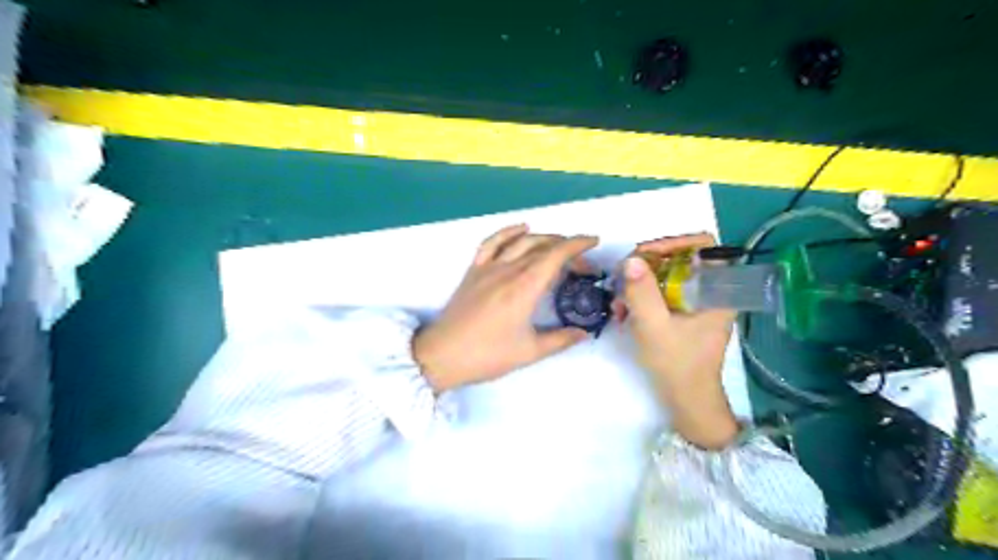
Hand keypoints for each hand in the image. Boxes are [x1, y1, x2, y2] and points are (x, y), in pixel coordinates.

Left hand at [415, 224, 600, 393]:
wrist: (442, 355)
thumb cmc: (487, 355)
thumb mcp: (529, 352)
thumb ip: (560, 339)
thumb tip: (584, 333)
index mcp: (524, 288)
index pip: (556, 255)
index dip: (577, 245)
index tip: (594, 241)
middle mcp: (508, 270)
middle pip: (542, 247)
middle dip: (566, 248)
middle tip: (582, 265)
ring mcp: (488, 267)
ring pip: (520, 241)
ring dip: (544, 238)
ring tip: (559, 245)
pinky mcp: (473, 271)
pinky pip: (492, 243)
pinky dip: (509, 232)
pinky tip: (521, 229)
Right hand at [618, 232, 738, 450]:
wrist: (686, 400)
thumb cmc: (677, 365)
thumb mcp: (653, 327)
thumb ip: (642, 292)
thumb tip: (631, 259)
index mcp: (718, 290)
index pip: (704, 245)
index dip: (674, 242)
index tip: (644, 254)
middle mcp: (711, 290)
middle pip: (680, 258)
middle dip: (647, 265)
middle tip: (623, 276)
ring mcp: (697, 302)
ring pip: (667, 275)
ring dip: (640, 283)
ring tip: (619, 302)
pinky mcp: (684, 313)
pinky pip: (662, 292)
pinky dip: (642, 297)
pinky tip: (624, 311)